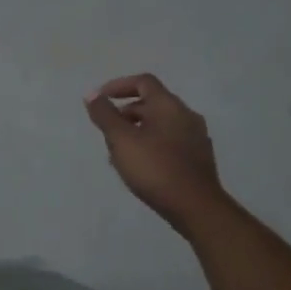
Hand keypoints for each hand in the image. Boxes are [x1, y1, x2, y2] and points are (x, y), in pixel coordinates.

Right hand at [85, 75, 227, 233]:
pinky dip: (151, 145)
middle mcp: (186, 115)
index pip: (143, 82)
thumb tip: (92, 94)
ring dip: (137, 131)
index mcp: (169, 105)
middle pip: (152, 103)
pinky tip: (140, 167)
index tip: (100, 100)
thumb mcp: (122, 140)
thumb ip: (105, 115)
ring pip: (160, 125)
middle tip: (107, 131)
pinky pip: (170, 142)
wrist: (196, 207)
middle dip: (126, 113)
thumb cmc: (155, 169)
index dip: (118, 86)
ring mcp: (196, 137)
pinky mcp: (198, 158)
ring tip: (118, 153)